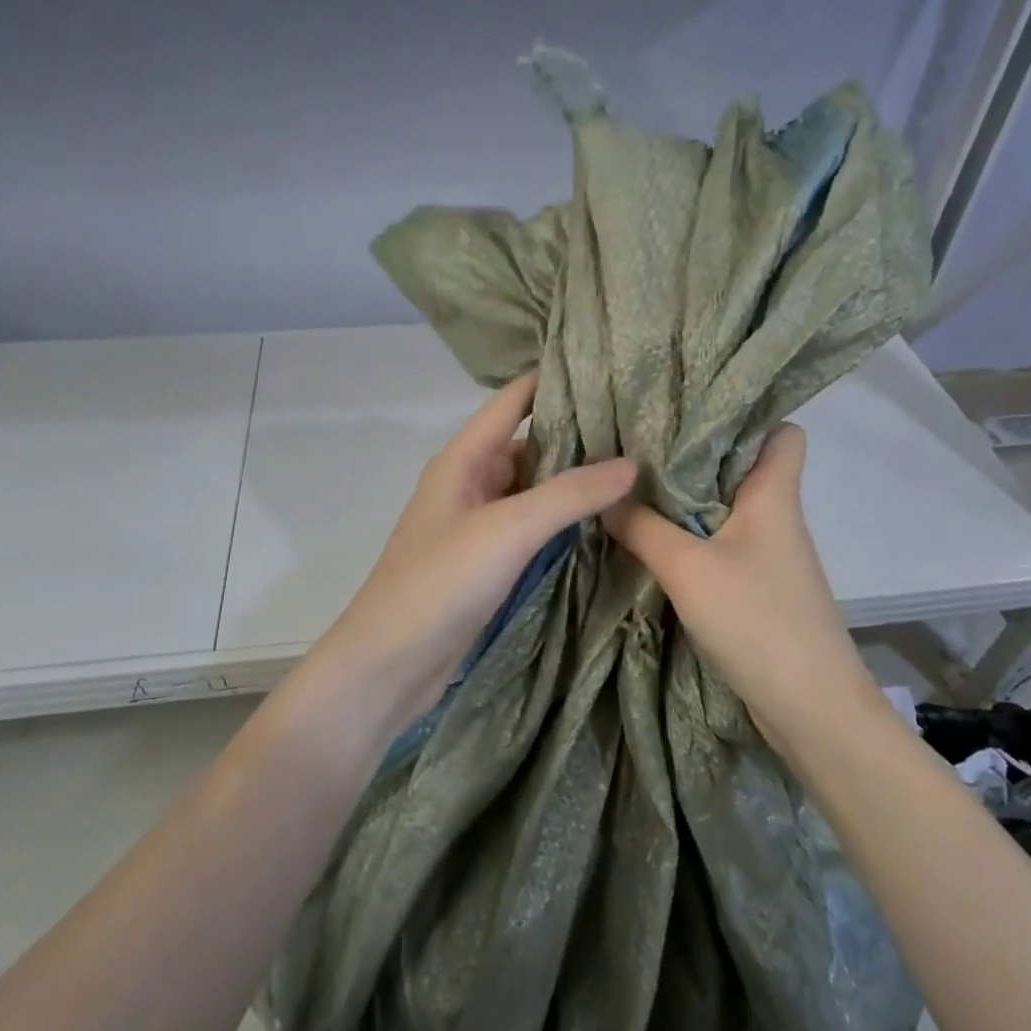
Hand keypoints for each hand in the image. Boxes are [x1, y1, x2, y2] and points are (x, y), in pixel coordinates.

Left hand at [307, 372, 636, 740]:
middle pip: (528, 445)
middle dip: (577, 435)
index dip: (553, 380)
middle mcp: (470, 483)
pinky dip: (563, 521)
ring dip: (573, 482)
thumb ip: (569, 494)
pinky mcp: (488, 562)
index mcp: (462, 459)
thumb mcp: (508, 529)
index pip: (512, 401)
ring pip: (533, 490)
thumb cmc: (440, 582)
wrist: (390, 664)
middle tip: (640, 426)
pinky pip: (532, 528)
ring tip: (635, 468)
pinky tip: (604, 520)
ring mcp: (479, 525)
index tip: (609, 367)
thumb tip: (632, 462)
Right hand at [604, 424, 869, 752]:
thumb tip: (605, 496)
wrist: (809, 706)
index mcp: (774, 495)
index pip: (783, 432)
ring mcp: (771, 555)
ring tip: (636, 486)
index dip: (749, 417)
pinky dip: (693, 538)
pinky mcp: (759, 587)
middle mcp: (777, 517)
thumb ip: (642, 527)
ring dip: (689, 500)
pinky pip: (723, 545)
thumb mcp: (687, 568)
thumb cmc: (756, 620)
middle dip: (697, 455)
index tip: (694, 411)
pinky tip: (655, 540)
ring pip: (730, 508)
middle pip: (744, 467)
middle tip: (641, 445)